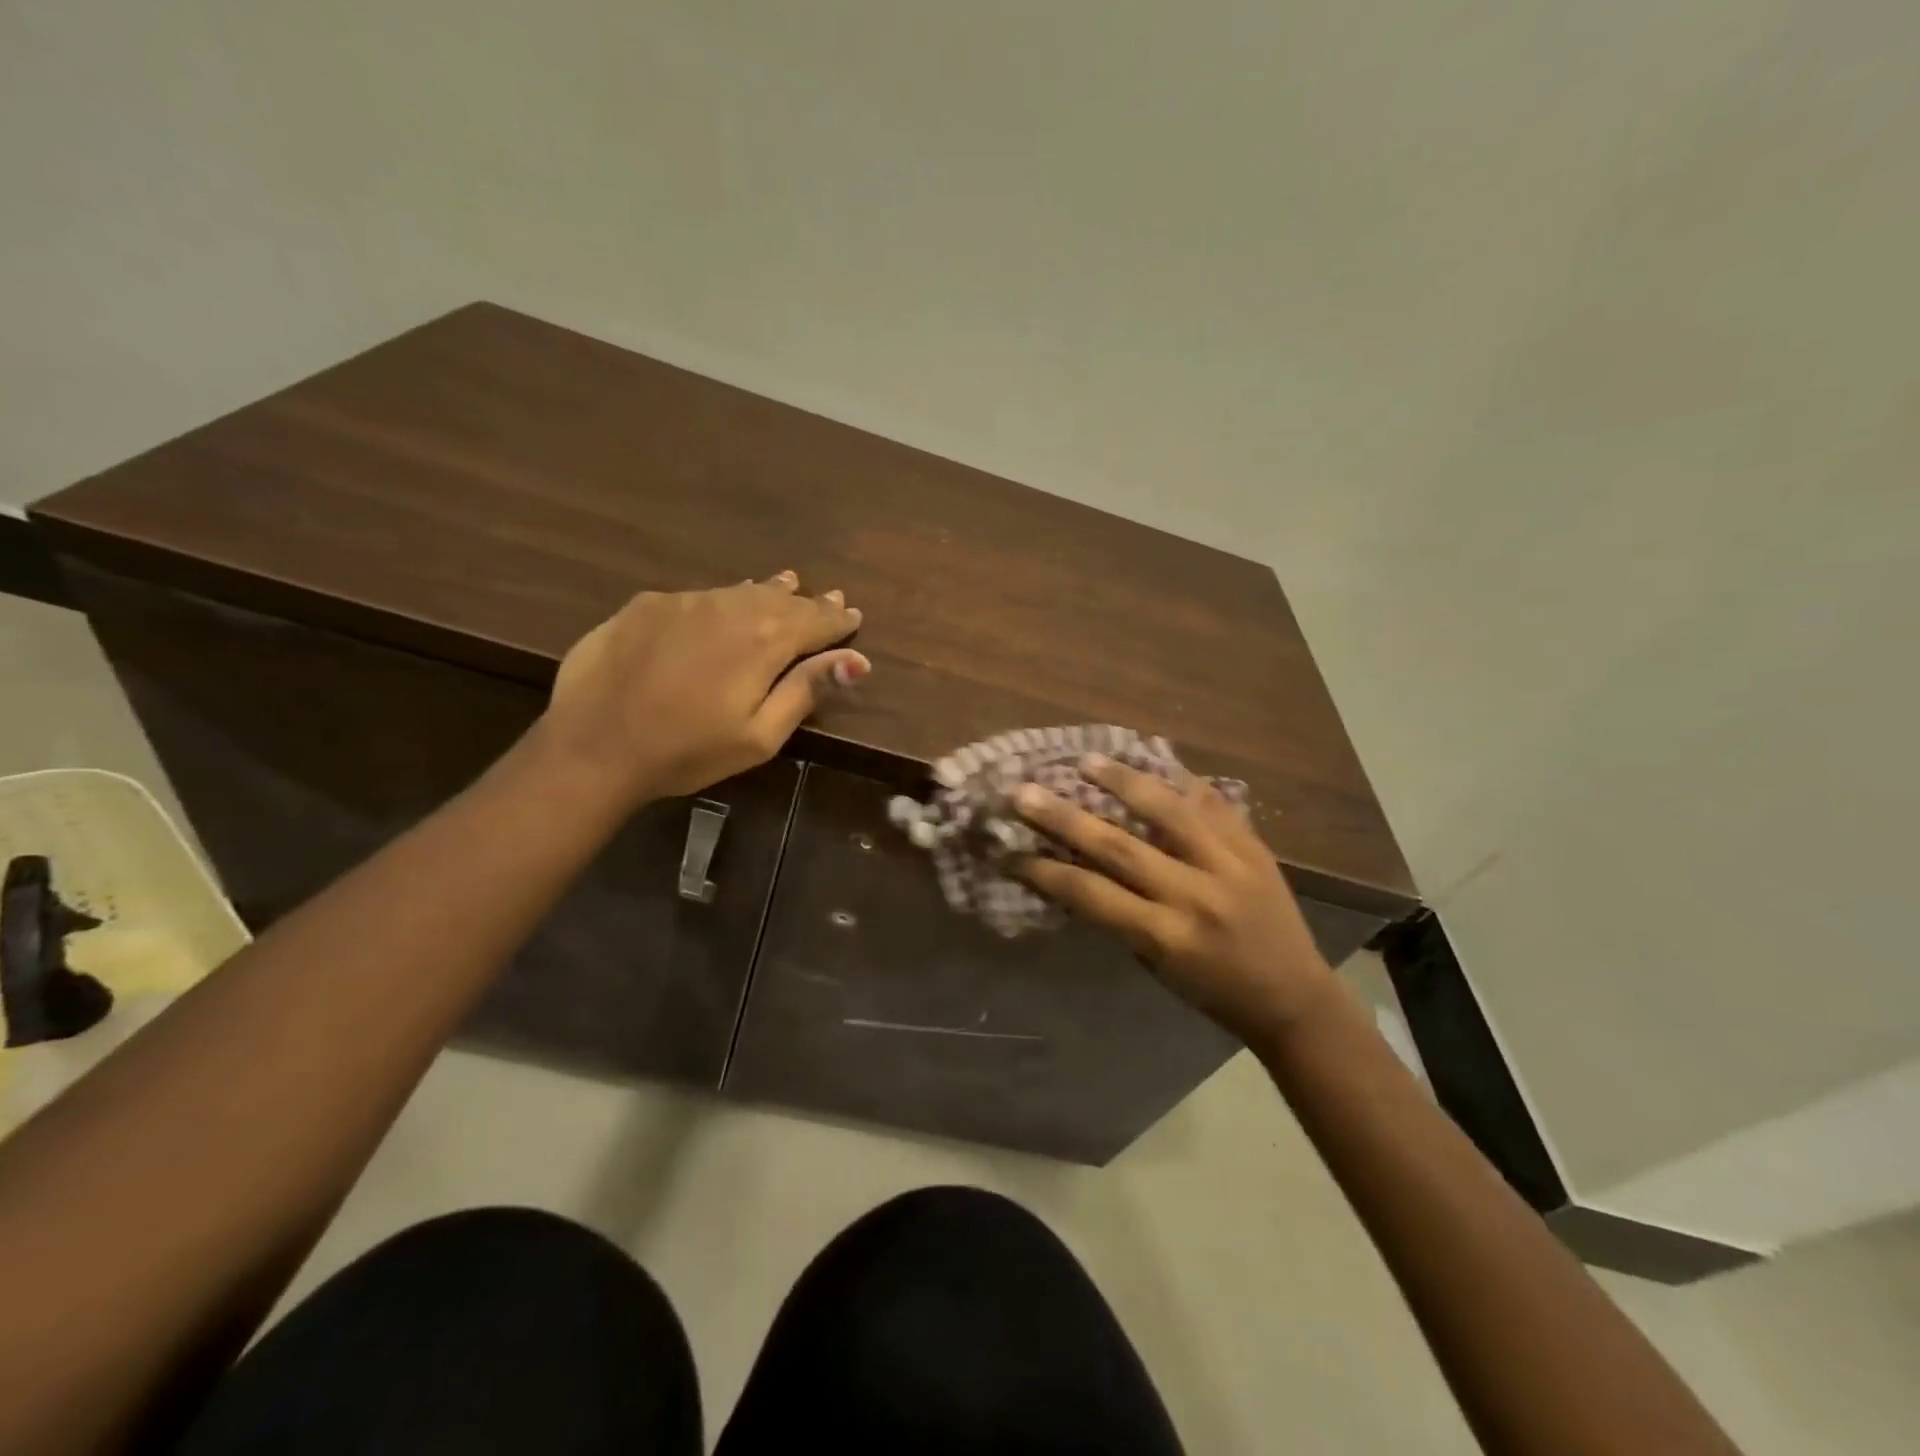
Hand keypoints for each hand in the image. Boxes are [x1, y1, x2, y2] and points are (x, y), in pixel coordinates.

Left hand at [539, 570, 866, 806]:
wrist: (593, 746)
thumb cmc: (687, 752)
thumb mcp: (759, 736)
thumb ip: (806, 691)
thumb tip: (857, 661)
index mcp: (764, 641)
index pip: (814, 621)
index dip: (837, 619)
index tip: (854, 614)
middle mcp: (729, 608)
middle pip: (780, 600)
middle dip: (808, 601)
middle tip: (830, 596)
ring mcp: (683, 601)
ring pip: (739, 592)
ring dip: (769, 591)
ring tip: (788, 583)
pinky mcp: (646, 606)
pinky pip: (700, 596)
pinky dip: (724, 598)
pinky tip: (725, 603)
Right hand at [1013, 755, 1334, 1043]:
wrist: (1295, 999)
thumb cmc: (1213, 992)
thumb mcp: (1157, 965)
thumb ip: (1121, 916)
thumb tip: (1079, 867)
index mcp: (1166, 937)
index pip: (1092, 894)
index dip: (1046, 871)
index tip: (1010, 851)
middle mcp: (1194, 896)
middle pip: (1119, 847)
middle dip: (1065, 817)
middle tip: (1025, 791)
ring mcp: (1229, 866)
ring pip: (1169, 812)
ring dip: (1123, 781)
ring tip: (1087, 760)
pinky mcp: (1255, 849)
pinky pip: (1212, 805)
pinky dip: (1180, 781)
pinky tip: (1154, 760)